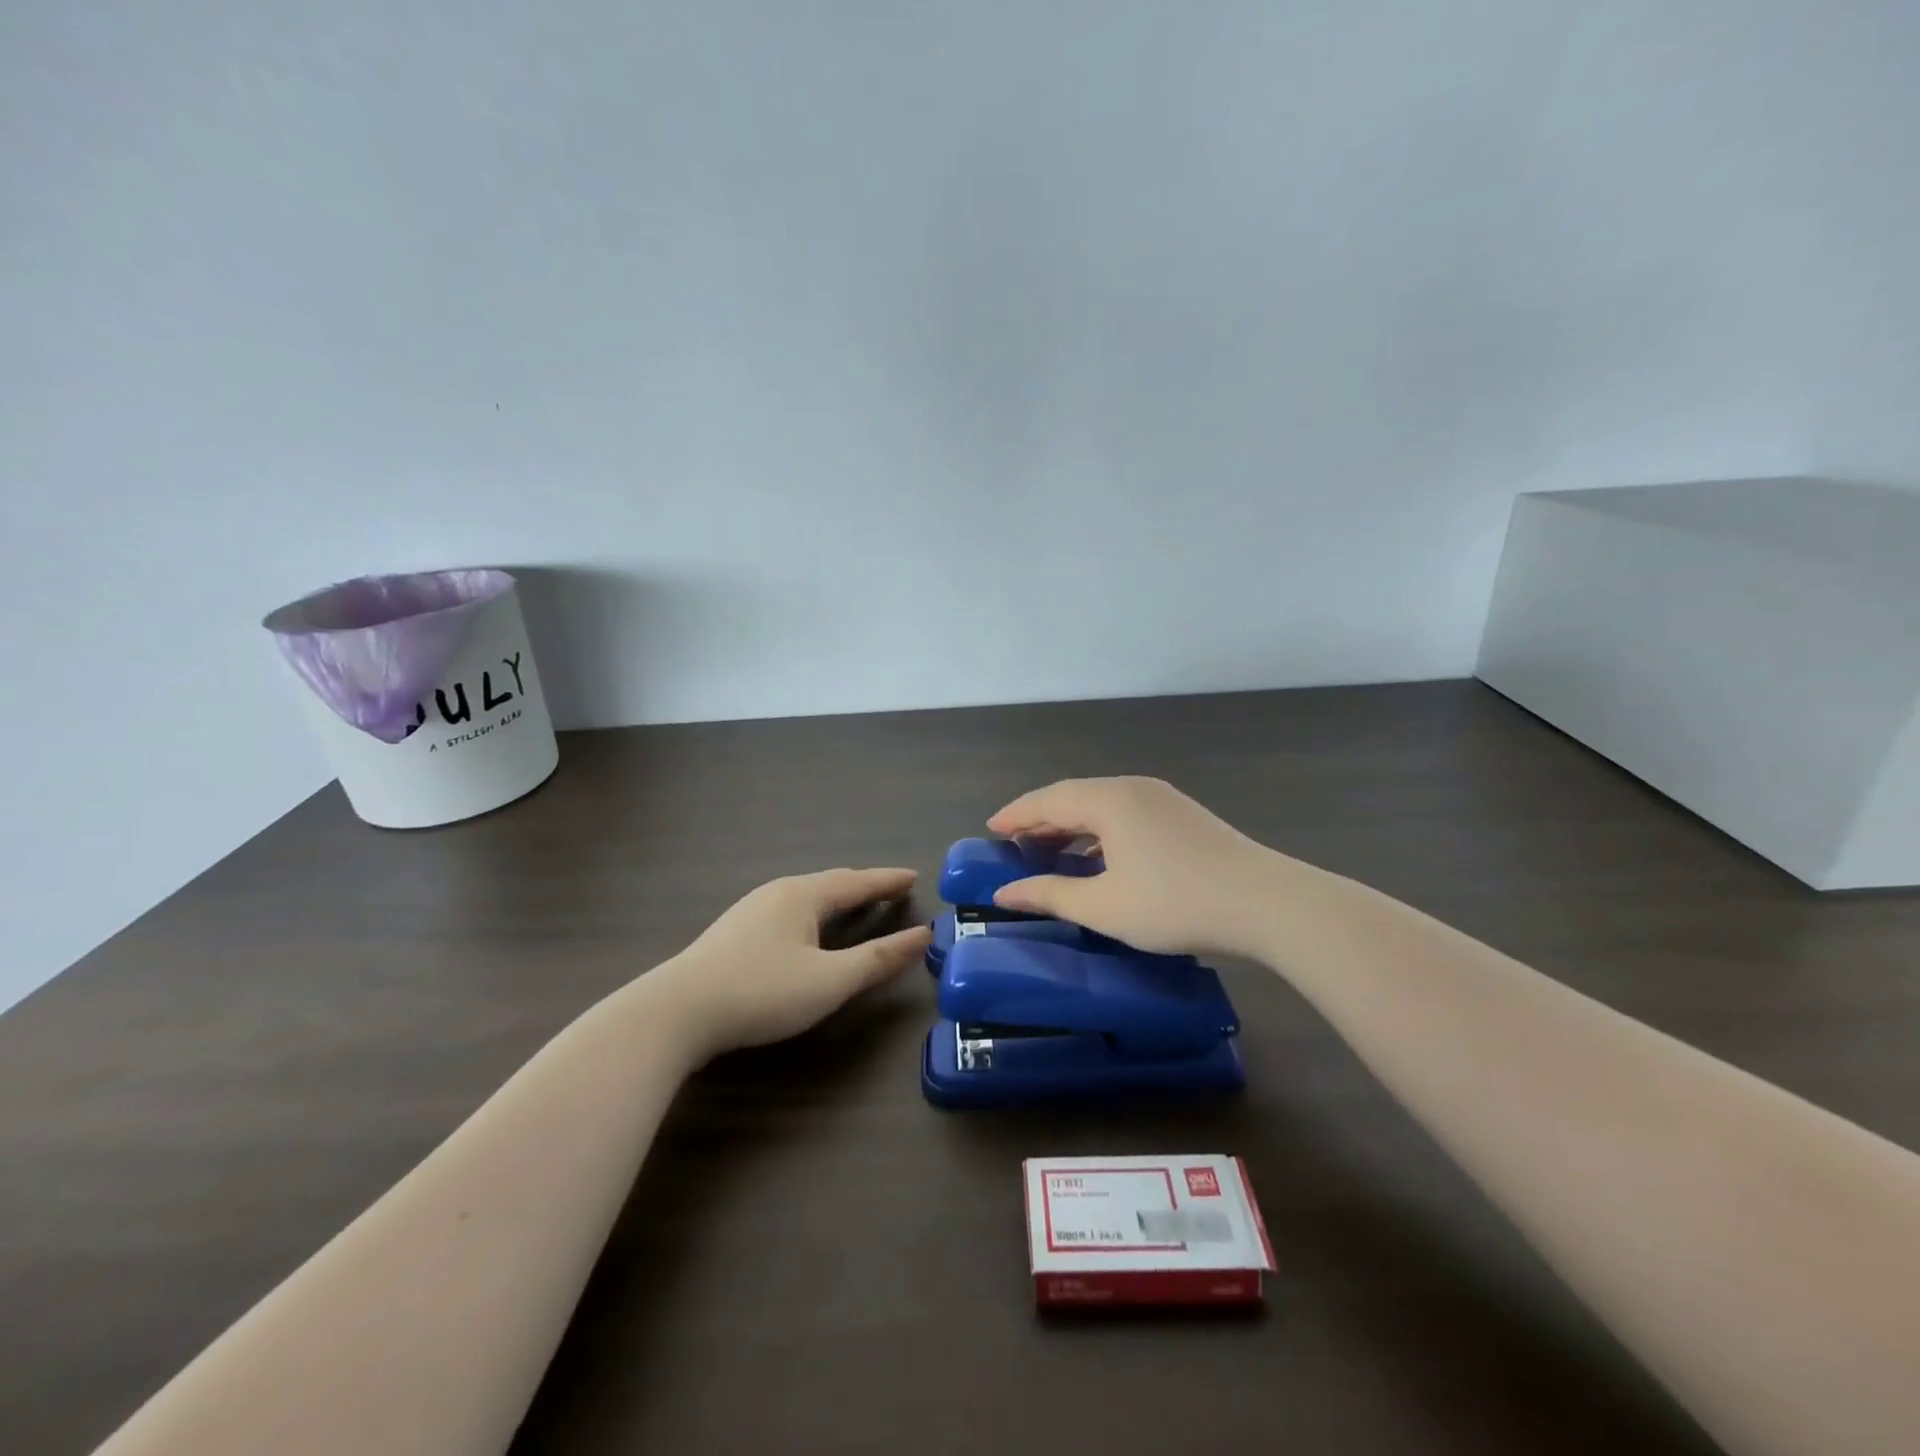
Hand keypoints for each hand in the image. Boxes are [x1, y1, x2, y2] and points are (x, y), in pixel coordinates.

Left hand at [651, 868, 932, 1059]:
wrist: (677, 1012)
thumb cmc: (762, 992)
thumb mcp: (829, 981)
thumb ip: (877, 959)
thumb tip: (921, 936)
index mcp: (804, 895)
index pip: (857, 882)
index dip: (888, 881)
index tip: (914, 876)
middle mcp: (778, 892)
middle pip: (831, 883)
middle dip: (864, 886)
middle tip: (891, 889)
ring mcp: (751, 910)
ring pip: (806, 896)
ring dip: (837, 898)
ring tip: (856, 904)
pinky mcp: (734, 932)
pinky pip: (789, 909)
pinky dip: (814, 912)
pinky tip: (807, 928)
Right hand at [988, 777, 1286, 957]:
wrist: (1266, 904)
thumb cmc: (1174, 904)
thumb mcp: (1104, 906)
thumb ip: (1050, 894)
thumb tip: (1006, 891)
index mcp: (1108, 800)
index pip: (1047, 800)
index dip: (1015, 815)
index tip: (990, 829)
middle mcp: (1132, 788)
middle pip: (1073, 796)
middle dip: (1040, 818)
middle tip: (1014, 843)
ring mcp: (1162, 798)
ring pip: (1101, 804)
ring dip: (1071, 825)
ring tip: (1049, 850)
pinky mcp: (1182, 815)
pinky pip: (1125, 813)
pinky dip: (1099, 830)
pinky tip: (1098, 857)